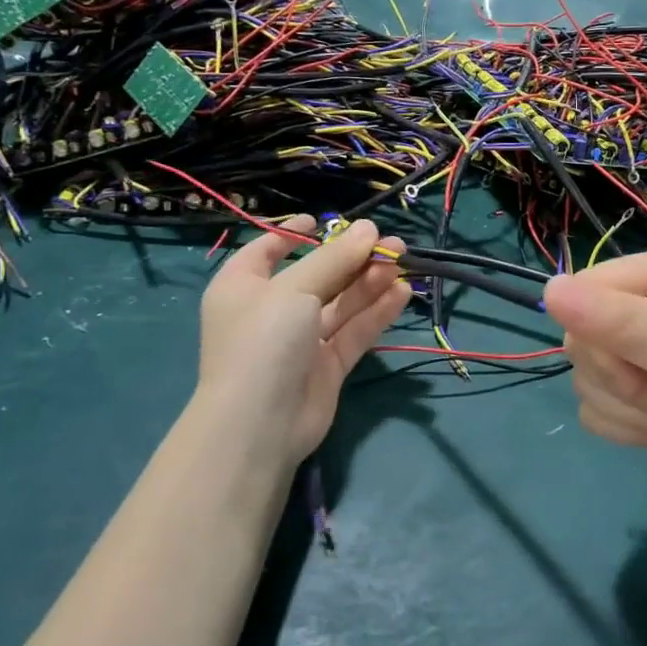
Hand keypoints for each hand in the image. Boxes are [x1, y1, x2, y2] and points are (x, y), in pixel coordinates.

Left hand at [195, 217, 409, 466]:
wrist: (259, 425)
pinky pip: (354, 331)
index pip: (267, 250)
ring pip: (340, 303)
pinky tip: (402, 292)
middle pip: (317, 275)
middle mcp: (271, 310)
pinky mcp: (326, 365)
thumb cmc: (263, 341)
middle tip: (391, 242)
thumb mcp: (295, 289)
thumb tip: (370, 228)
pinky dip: (376, 312)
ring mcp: (300, 340)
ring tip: (403, 261)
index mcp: (243, 286)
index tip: (323, 220)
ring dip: (370, 282)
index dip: (292, 233)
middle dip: (352, 258)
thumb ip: (335, 259)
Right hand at [543, 246, 646, 504]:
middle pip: (579, 338)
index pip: (585, 291)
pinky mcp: (631, 397)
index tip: (646, 365)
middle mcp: (641, 305)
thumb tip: (548, 290)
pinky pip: (591, 409)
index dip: (601, 336)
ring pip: (583, 378)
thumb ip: (627, 323)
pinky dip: (627, 429)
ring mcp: (634, 354)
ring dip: (630, 410)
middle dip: (623, 381)